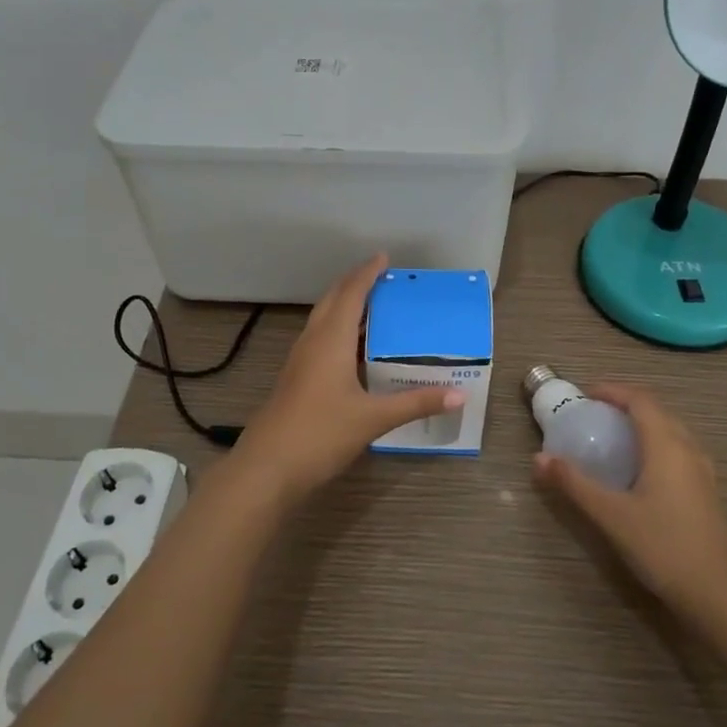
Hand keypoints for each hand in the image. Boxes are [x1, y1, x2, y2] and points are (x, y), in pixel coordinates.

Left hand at [235, 254, 463, 506]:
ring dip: (345, 306)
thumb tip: (460, 395)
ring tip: (374, 307)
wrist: (266, 468)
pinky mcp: (296, 378)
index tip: (384, 258)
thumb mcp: (373, 419)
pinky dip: (339, 330)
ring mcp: (300, 360)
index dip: (367, 273)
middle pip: (332, 300)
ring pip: (323, 319)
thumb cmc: (320, 433)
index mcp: (331, 340)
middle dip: (355, 284)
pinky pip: (320, 339)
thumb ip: (416, 403)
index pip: (351, 294)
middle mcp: (313, 342)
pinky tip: (354, 349)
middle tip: (382, 278)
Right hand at [534, 384, 726, 633]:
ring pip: (670, 430)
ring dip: (642, 424)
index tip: (585, 394)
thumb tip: (538, 458)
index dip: (612, 390)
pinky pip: (678, 450)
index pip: (640, 399)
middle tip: (594, 414)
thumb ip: (574, 483)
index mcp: (666, 444)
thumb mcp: (611, 515)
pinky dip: (654, 444)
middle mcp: (688, 448)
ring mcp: (702, 471)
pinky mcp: (707, 492)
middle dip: (625, 404)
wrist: (719, 596)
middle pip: (656, 410)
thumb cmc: (663, 547)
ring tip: (613, 438)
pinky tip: (639, 470)